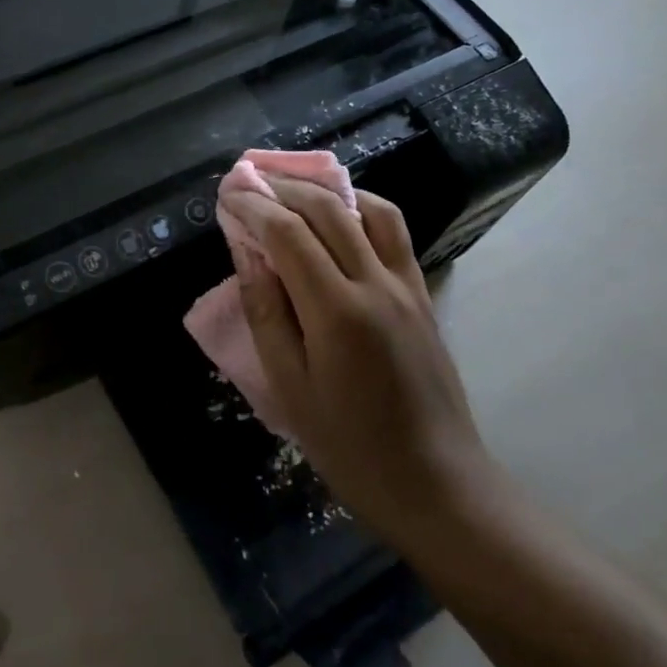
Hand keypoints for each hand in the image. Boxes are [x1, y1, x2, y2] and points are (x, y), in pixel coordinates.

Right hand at [223, 178, 495, 543]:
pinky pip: (394, 233)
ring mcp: (407, 286)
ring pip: (369, 210)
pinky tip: (341, 215)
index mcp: (337, 312)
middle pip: (329, 210)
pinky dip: (362, 208)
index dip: (255, 207)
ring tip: (292, 189)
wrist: (438, 484)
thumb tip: (247, 254)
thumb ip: (266, 313)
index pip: (289, 234)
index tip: (228, 194)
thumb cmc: (350, 447)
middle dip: (284, 187)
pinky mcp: (423, 295)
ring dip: (326, 189)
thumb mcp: (290, 388)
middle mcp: (376, 285)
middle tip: (250, 181)